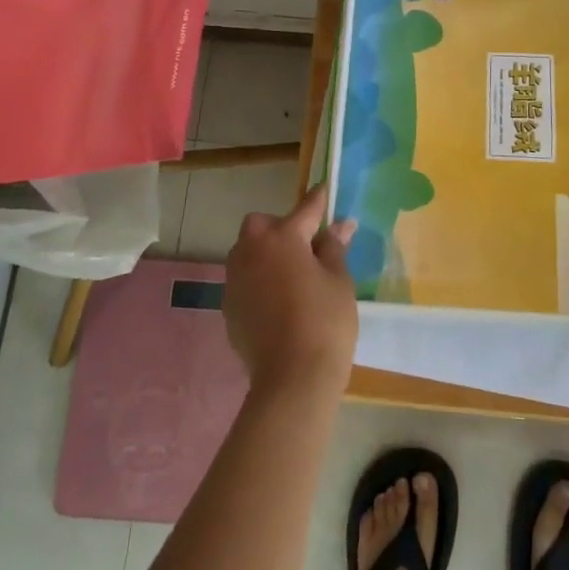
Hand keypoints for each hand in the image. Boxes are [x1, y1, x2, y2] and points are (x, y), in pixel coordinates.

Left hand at [223, 185, 358, 399]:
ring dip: (265, 252)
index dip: (319, 199)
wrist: (292, 380)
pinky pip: (243, 279)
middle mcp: (252, 251)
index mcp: (283, 238)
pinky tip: (277, 300)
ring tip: (290, 272)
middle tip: (305, 245)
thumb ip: (334, 248)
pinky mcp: (229, 307)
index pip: (305, 209)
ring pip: (246, 251)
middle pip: (261, 224)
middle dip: (280, 226)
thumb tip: (339, 226)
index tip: (325, 189)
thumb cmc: (325, 322)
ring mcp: (236, 280)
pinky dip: (258, 280)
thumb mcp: (339, 281)